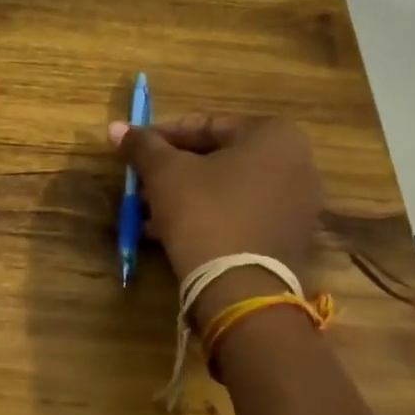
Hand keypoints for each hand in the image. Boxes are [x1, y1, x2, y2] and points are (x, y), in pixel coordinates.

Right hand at [111, 114, 324, 325]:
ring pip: (228, 189)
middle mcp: (297, 163)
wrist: (240, 289)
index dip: (162, 137)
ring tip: (147, 212)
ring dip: (186, 196)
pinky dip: (209, 216)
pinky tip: (170, 232)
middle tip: (141, 183)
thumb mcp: (165, 173)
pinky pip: (242, 215)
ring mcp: (298, 203)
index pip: (206, 125)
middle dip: (174, 171)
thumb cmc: (204, 213)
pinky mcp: (290, 237)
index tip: (135, 150)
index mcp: (273, 135)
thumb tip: (116, 127)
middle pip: (218, 158)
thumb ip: (142, 145)